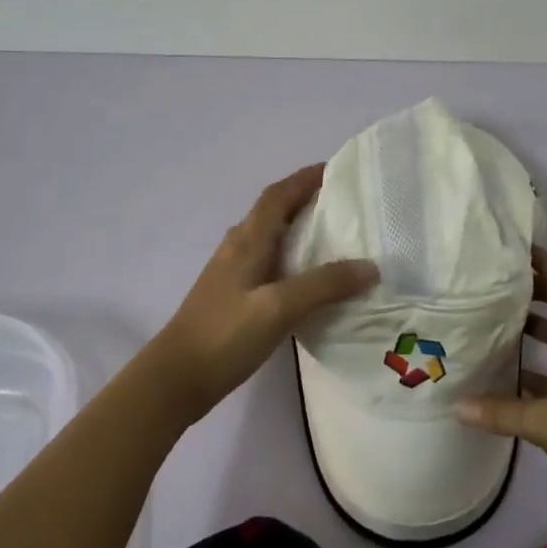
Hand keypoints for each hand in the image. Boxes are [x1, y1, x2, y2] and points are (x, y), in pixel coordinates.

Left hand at [148, 164, 377, 422]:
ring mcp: (233, 272)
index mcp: (248, 240)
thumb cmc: (225, 335)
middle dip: (307, 199)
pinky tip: (310, 280)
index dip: (305, 178)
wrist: (176, 378)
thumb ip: (324, 285)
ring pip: (271, 237)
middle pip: (275, 211)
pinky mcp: (234, 296)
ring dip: (299, 228)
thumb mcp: (279, 308)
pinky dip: (293, 258)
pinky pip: (269, 262)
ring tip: (337, 237)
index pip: (278, 194)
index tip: (337, 169)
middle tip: (347, 204)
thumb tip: (370, 266)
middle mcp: (238, 247)